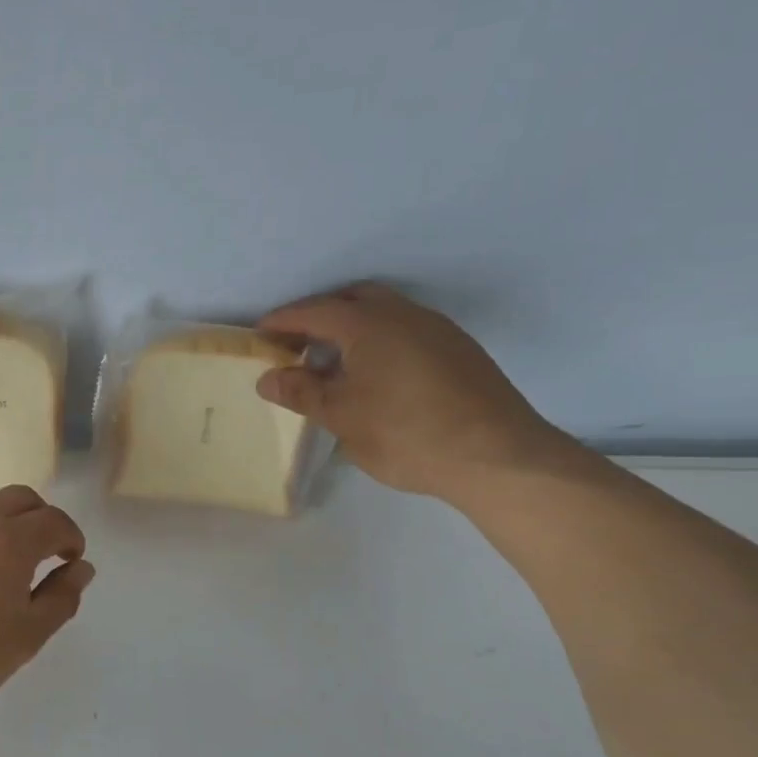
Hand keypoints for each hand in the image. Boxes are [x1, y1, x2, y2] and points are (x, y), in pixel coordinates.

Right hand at [255, 283, 577, 504]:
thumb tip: (268, 378)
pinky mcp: (459, 351)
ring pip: (385, 313)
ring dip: (353, 327)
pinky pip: (406, 331)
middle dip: (320, 314)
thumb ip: (301, 391)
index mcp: (370, 324)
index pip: (314, 312)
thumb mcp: (341, 416)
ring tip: (332, 360)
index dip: (283, 321)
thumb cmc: (406, 433)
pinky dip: (379, 340)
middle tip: (296, 341)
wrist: (497, 457)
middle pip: (353, 299)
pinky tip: (375, 374)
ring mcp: (438, 331)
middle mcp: (405, 315)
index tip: (259, 334)